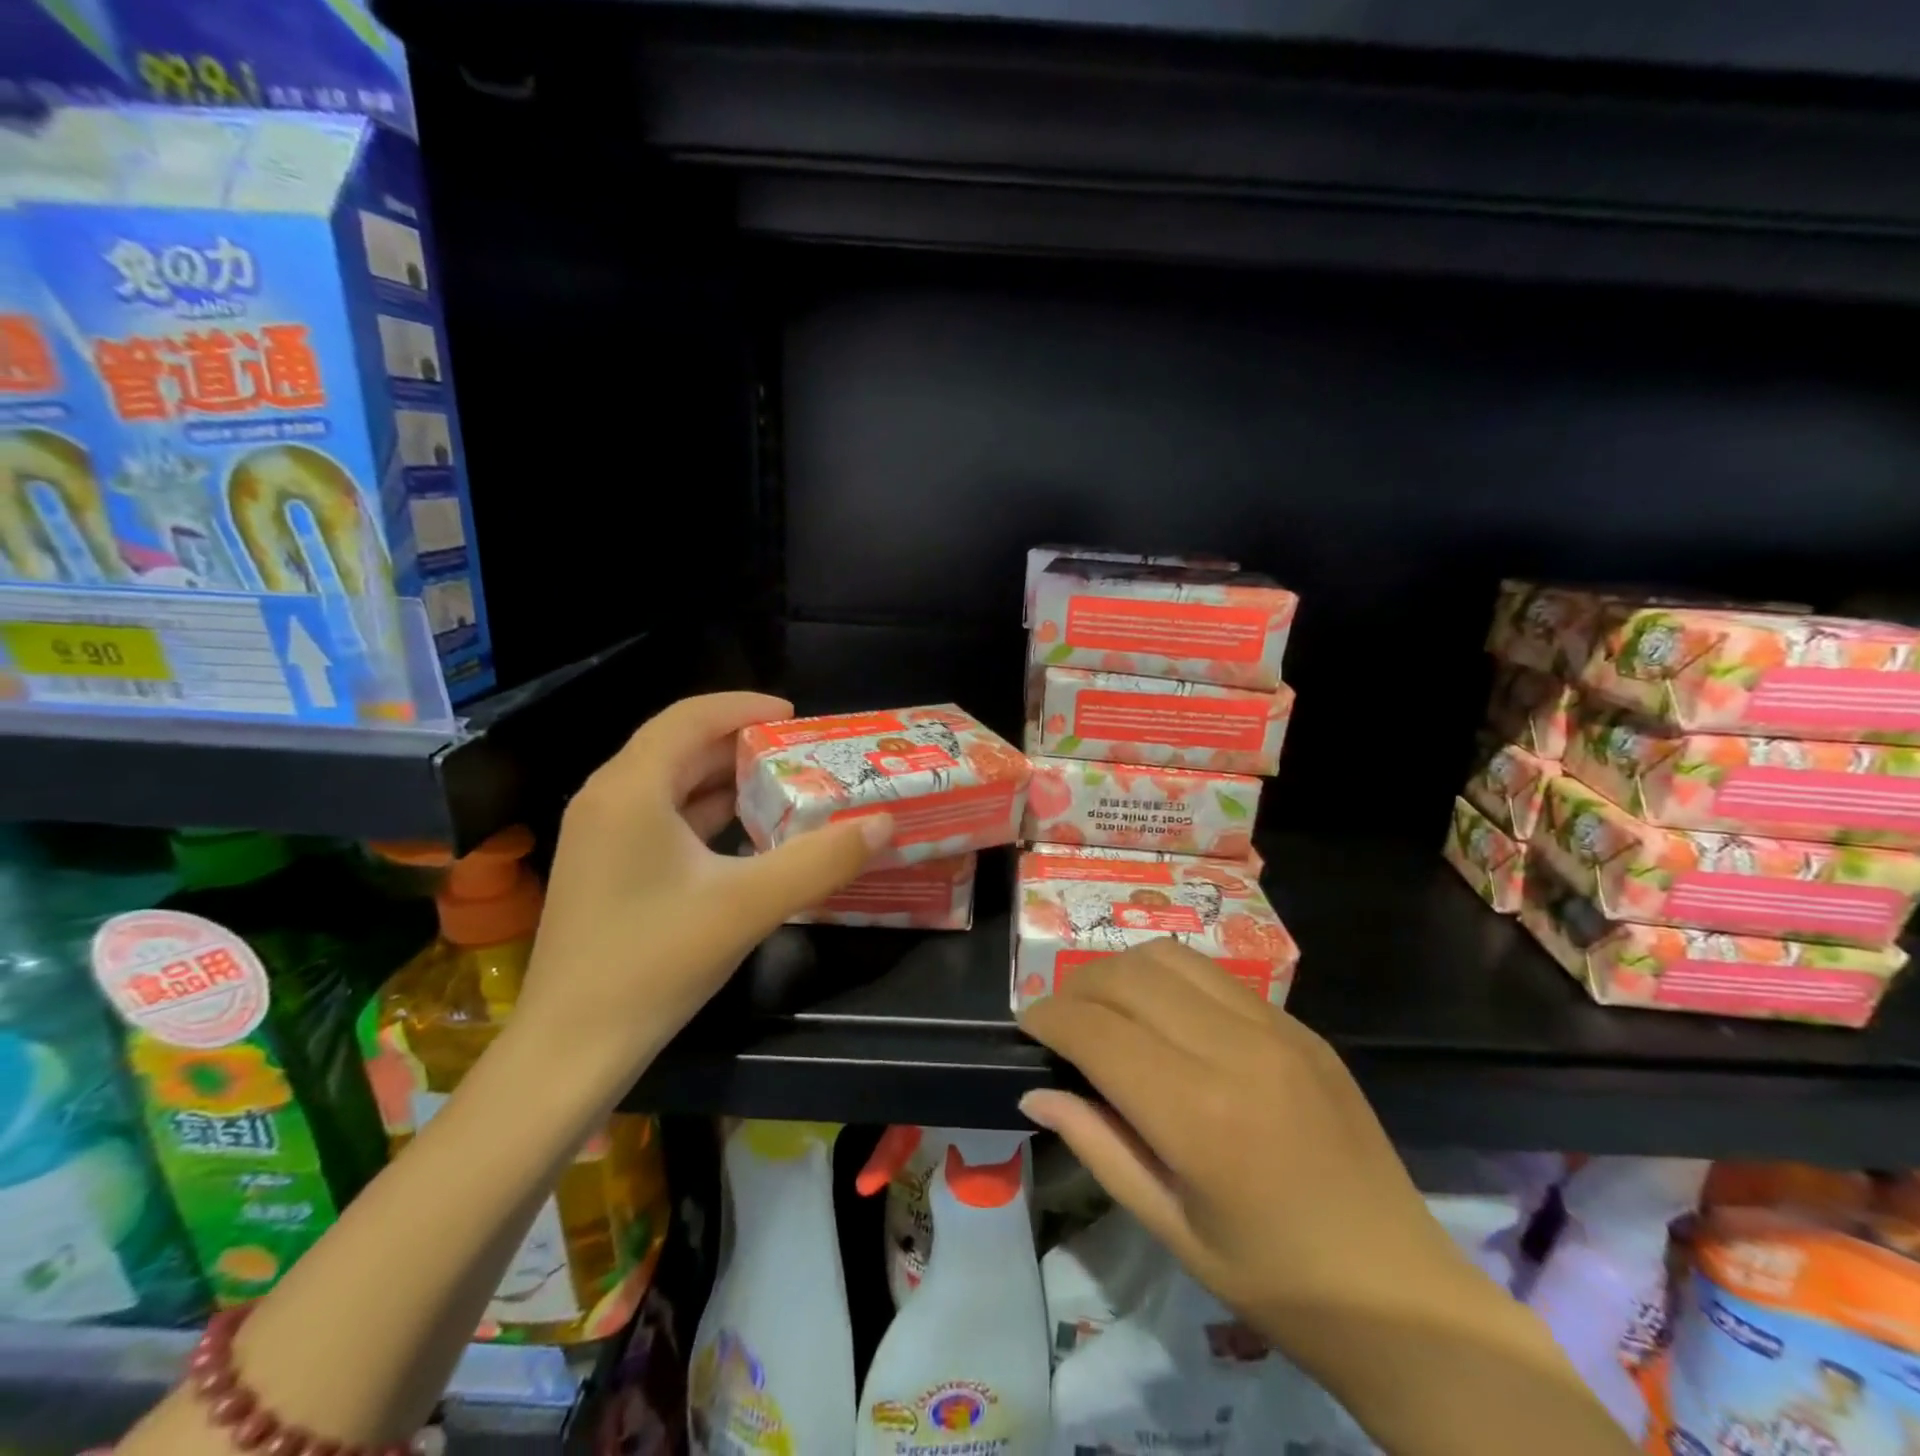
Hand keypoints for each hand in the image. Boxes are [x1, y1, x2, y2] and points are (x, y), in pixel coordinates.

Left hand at [515, 692, 890, 1077]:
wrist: (571, 1049)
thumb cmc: (654, 963)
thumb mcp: (749, 905)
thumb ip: (821, 860)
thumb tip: (883, 823)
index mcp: (631, 789)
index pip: (689, 717)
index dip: (744, 707)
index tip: (797, 717)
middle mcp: (607, 799)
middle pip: (679, 746)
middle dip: (742, 744)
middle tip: (802, 754)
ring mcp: (599, 835)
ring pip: (669, 783)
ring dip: (725, 780)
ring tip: (784, 787)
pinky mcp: (604, 868)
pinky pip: (660, 817)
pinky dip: (705, 814)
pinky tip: (745, 836)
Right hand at [1017, 940, 1486, 1377]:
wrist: (1404, 1296)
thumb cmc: (1276, 1282)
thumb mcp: (1171, 1228)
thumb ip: (1097, 1145)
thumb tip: (1037, 1087)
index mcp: (1198, 1114)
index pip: (1096, 1029)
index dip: (1048, 1017)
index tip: (1027, 1028)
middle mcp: (1235, 1049)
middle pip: (1127, 975)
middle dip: (1077, 987)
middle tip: (1061, 1022)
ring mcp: (1275, 1028)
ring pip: (1169, 957)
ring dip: (1122, 972)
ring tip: (1107, 1010)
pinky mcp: (1300, 1026)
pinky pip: (1214, 975)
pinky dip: (1169, 980)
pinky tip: (1164, 1018)